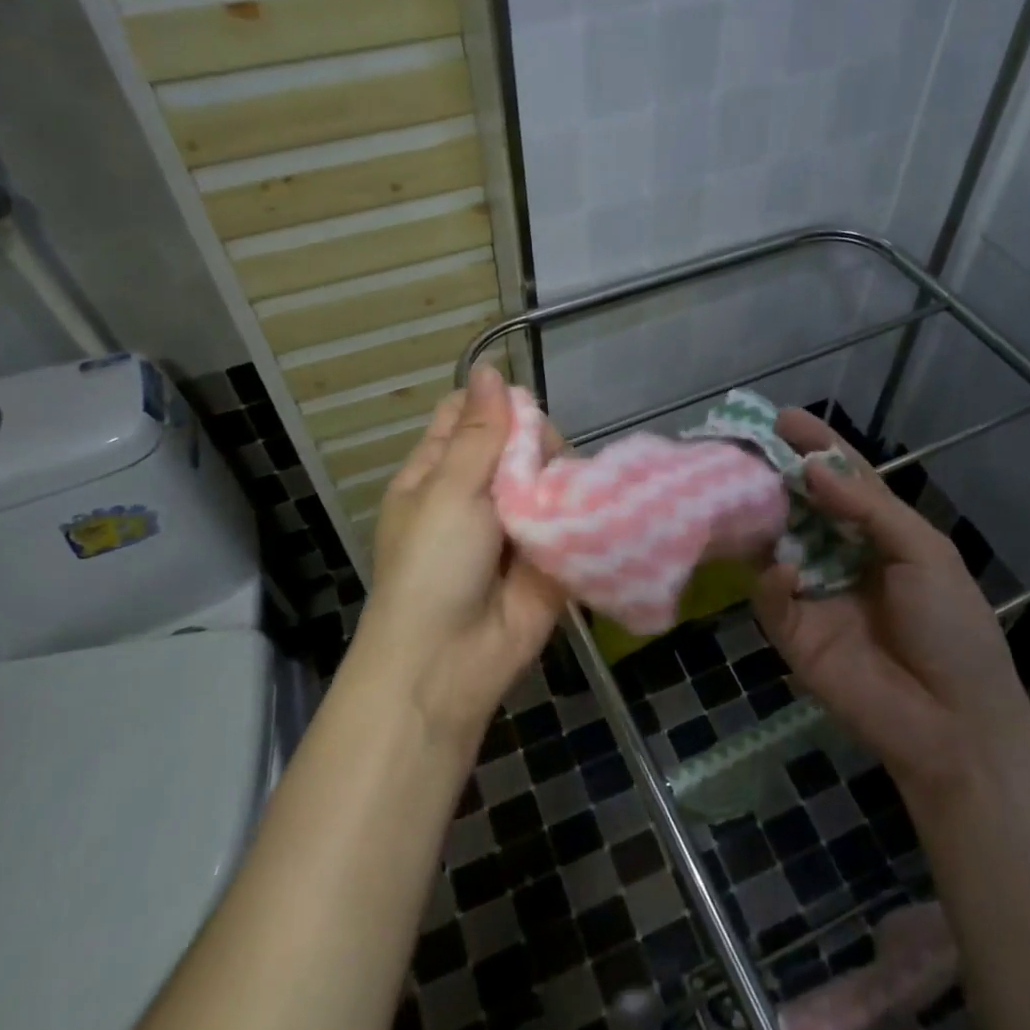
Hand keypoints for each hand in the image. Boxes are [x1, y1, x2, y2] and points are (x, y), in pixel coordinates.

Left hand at [355, 366, 566, 745]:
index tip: (519, 412)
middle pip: (517, 442)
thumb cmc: (433, 566)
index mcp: (437, 473)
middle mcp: (477, 492)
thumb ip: (479, 433)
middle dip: (535, 444)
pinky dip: (583, 508)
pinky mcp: (550, 553)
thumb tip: (489, 368)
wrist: (450, 661)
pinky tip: (596, 502)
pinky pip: (571, 517)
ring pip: (549, 475)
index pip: (465, 416)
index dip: (493, 405)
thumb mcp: (448, 490)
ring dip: (561, 475)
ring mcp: (515, 524)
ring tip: (563, 491)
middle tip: (538, 464)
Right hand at [752, 409, 1029, 795]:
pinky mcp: (793, 631)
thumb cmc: (953, 628)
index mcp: (878, 533)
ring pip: (775, 543)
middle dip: (773, 474)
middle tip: (742, 444)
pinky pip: (771, 595)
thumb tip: (812, 468)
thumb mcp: (925, 553)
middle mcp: (839, 554)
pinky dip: (773, 579)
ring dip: (759, 517)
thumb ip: (868, 508)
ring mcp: (813, 591)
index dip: (816, 447)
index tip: (784, 417)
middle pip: (799, 505)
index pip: (841, 479)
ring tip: (738, 488)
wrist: (954, 722)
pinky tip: (786, 571)